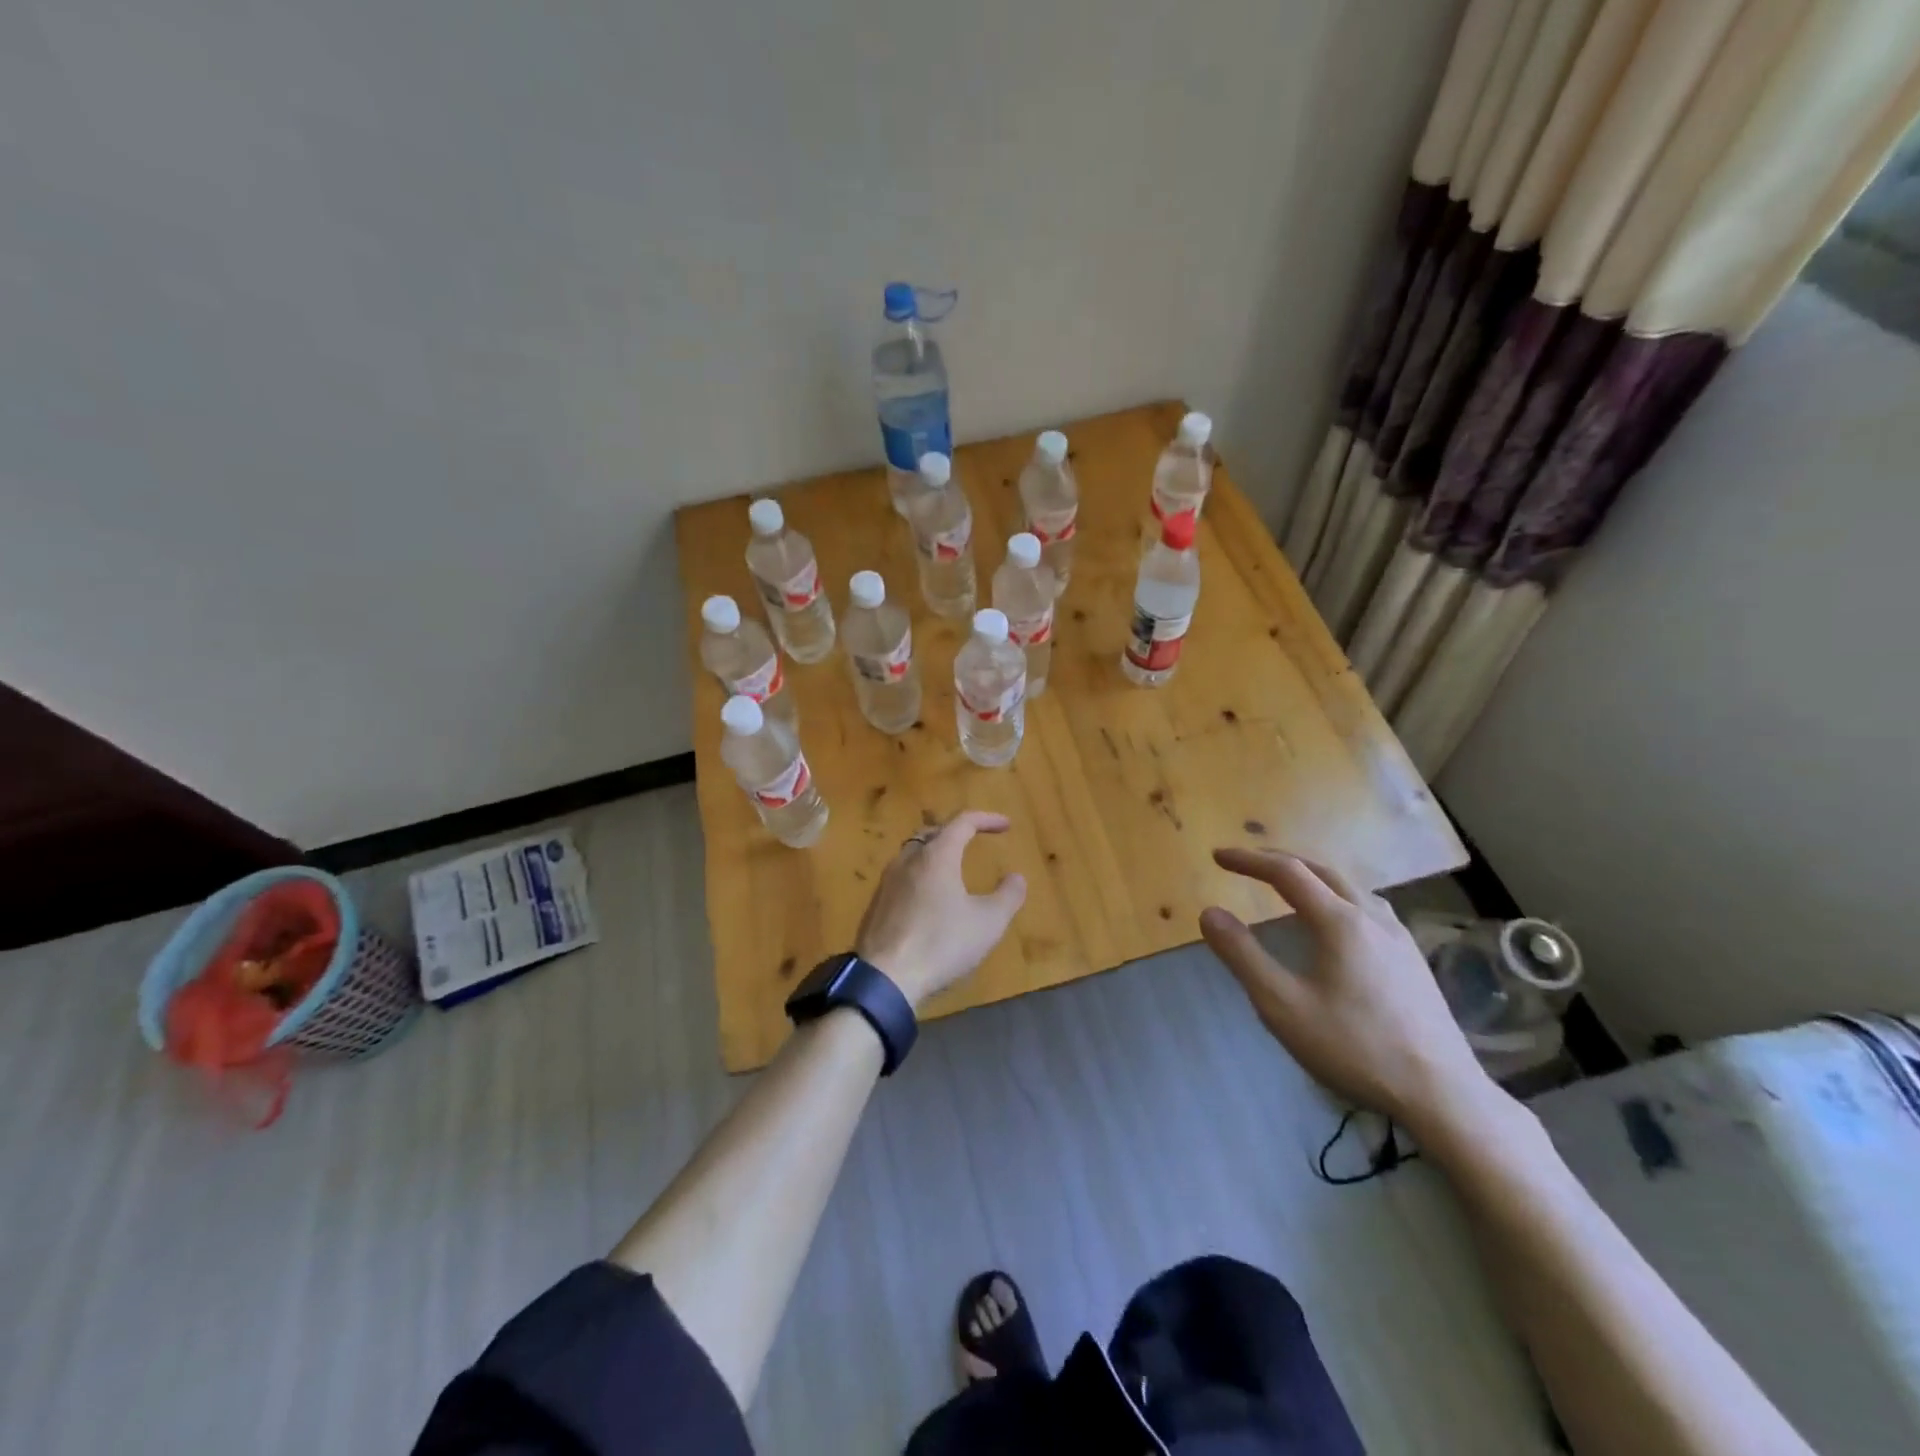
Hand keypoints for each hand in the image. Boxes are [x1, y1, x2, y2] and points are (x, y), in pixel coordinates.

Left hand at [856, 811, 1027, 1010]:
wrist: (884, 978)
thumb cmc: (941, 944)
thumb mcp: (988, 923)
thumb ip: (1007, 896)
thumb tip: (1016, 877)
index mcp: (936, 856)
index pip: (962, 822)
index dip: (986, 819)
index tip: (1006, 825)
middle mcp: (907, 860)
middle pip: (931, 833)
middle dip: (954, 832)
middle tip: (973, 840)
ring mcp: (886, 883)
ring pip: (912, 854)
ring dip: (934, 854)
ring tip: (951, 868)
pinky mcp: (875, 906)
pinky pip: (901, 878)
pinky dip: (920, 877)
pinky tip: (928, 901)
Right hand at [1199, 848, 1494, 1140]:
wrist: (1442, 1094)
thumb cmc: (1355, 1047)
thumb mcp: (1283, 1006)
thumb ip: (1243, 956)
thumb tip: (1209, 913)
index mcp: (1339, 921)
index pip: (1287, 872)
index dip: (1249, 860)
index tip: (1218, 856)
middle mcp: (1372, 917)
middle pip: (1322, 870)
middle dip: (1280, 861)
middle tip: (1248, 864)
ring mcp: (1399, 937)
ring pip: (1351, 887)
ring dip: (1313, 876)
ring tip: (1290, 885)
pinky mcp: (1413, 960)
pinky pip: (1369, 907)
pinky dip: (1338, 896)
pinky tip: (1339, 922)